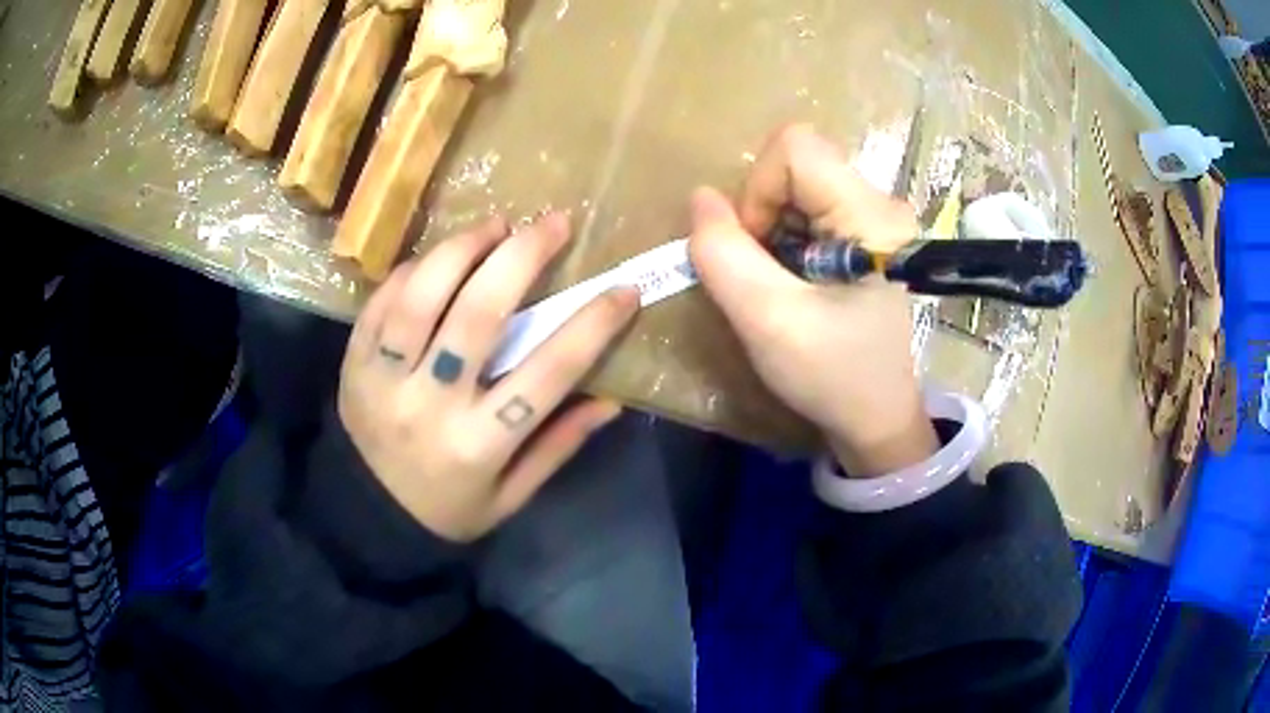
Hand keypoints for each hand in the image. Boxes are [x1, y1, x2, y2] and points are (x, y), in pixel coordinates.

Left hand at [339, 214, 638, 541]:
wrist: (366, 517)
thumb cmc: (447, 510)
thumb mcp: (511, 496)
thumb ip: (557, 446)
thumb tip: (611, 400)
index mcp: (479, 444)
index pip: (548, 372)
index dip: (592, 324)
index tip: (623, 288)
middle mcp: (431, 406)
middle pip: (479, 313)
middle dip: (522, 255)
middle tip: (553, 223)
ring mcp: (384, 380)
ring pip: (422, 295)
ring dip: (463, 248)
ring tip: (494, 227)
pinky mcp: (354, 364)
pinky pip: (381, 302)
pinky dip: (413, 270)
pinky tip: (439, 259)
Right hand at [688, 125, 938, 476]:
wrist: (877, 419)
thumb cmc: (834, 377)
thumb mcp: (768, 322)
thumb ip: (724, 256)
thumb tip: (700, 198)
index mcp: (870, 214)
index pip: (795, 147)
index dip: (757, 188)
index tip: (755, 248)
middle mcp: (879, 203)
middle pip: (796, 163)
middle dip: (761, 212)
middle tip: (764, 272)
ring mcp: (875, 218)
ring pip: (797, 185)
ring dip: (770, 228)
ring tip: (780, 282)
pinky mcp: (865, 235)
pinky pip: (808, 208)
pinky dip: (784, 238)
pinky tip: (793, 280)